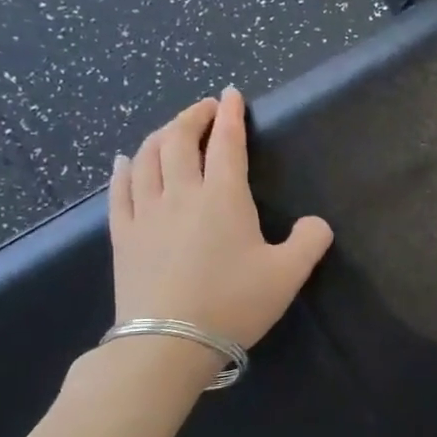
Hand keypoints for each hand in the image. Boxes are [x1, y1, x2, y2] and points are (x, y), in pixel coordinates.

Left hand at [108, 88, 334, 349]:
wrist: (169, 342)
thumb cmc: (234, 304)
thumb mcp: (288, 275)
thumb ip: (309, 242)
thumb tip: (317, 224)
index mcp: (223, 198)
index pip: (227, 144)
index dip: (230, 115)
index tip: (230, 93)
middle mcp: (181, 194)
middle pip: (181, 141)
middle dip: (193, 116)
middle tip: (203, 107)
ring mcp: (146, 213)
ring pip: (148, 158)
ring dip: (161, 135)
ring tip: (171, 129)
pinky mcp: (123, 235)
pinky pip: (120, 189)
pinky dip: (125, 168)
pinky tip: (126, 161)